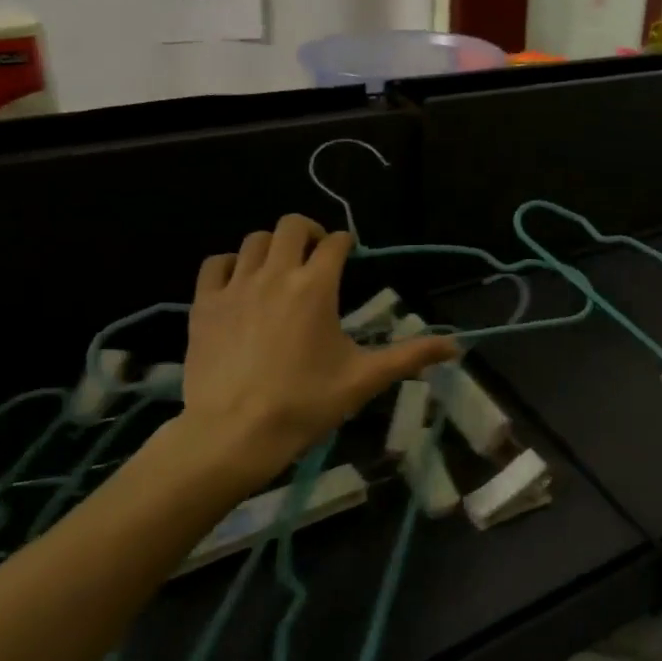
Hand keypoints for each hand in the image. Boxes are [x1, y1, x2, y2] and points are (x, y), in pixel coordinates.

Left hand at [165, 214, 457, 491]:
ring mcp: (235, 287)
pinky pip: (215, 264)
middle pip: (291, 226)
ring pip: (253, 240)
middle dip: (309, 232)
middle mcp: (275, 274)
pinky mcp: (204, 304)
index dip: (346, 243)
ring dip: (272, 247)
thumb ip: (411, 355)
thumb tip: (456, 346)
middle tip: (316, 255)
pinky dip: (230, 265)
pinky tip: (239, 284)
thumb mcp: (364, 379)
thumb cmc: (305, 404)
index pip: (334, 242)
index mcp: (316, 286)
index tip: (350, 254)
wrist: (233, 434)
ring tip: (280, 269)